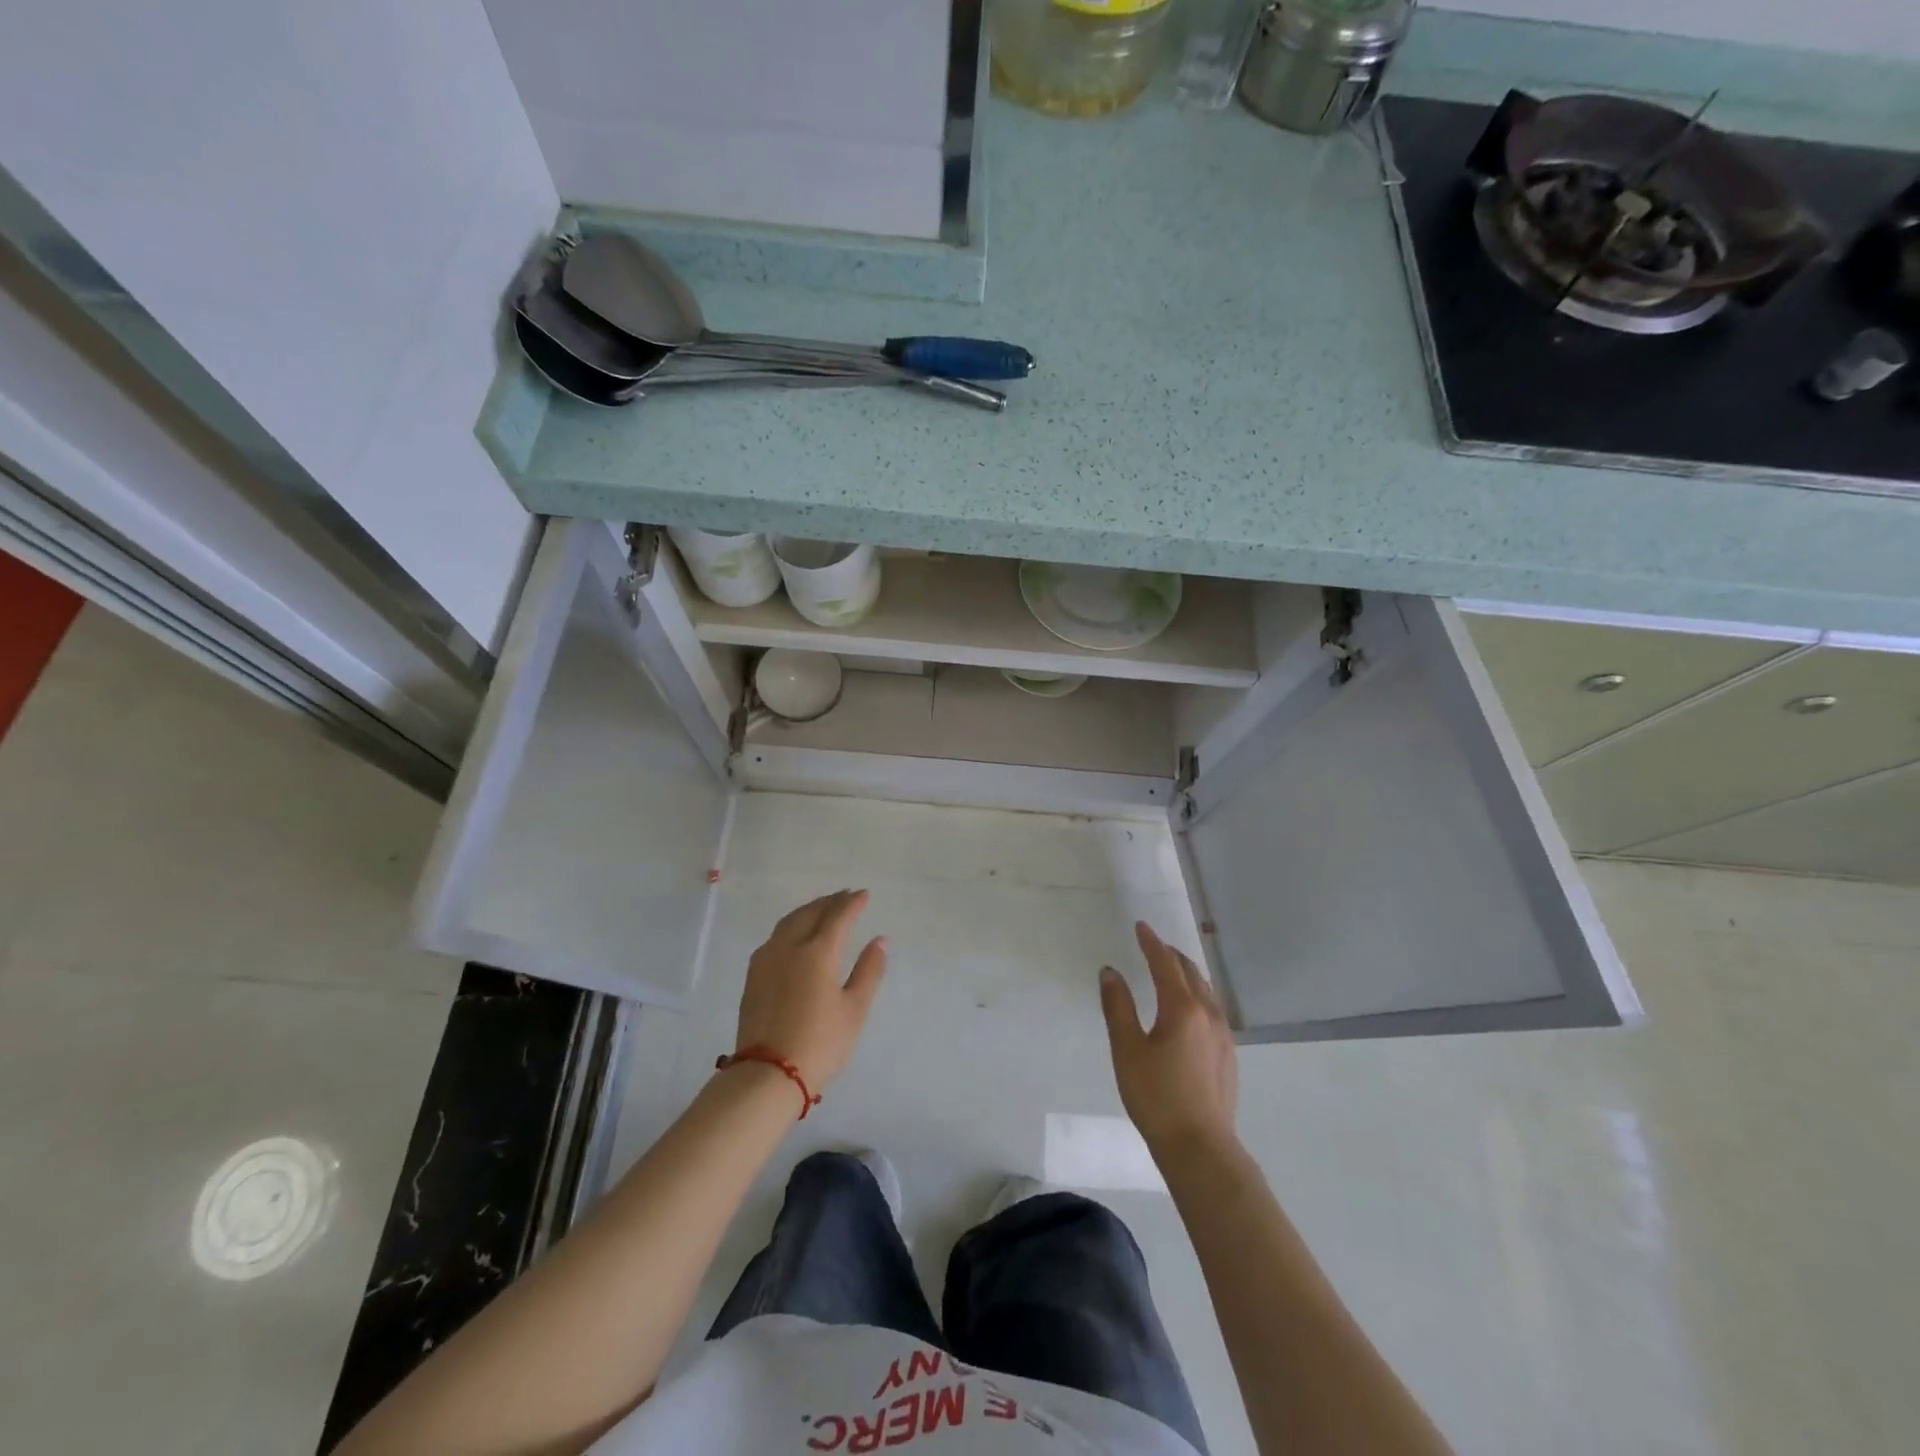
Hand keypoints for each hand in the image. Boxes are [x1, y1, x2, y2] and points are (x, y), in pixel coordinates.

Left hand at [731, 890, 887, 1093]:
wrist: (768, 1074)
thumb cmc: (820, 1043)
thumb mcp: (854, 1009)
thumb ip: (868, 971)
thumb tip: (880, 940)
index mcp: (817, 952)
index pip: (837, 917)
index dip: (852, 903)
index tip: (864, 894)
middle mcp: (789, 947)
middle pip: (810, 913)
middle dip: (829, 902)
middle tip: (845, 897)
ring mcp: (766, 960)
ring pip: (788, 922)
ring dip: (808, 910)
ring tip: (822, 909)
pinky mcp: (753, 975)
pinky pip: (775, 937)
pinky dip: (791, 926)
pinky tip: (795, 934)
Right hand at [1099, 922, 1238, 1155]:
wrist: (1200, 1148)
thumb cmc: (1156, 1097)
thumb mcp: (1127, 1050)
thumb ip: (1118, 1007)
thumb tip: (1110, 972)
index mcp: (1182, 1008)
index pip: (1165, 964)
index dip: (1151, 943)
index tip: (1141, 926)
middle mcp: (1208, 1014)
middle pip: (1190, 972)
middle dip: (1170, 954)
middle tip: (1153, 945)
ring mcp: (1223, 1035)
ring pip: (1205, 990)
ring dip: (1186, 973)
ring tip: (1170, 969)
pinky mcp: (1228, 1054)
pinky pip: (1212, 1008)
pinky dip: (1197, 994)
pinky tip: (1189, 1008)